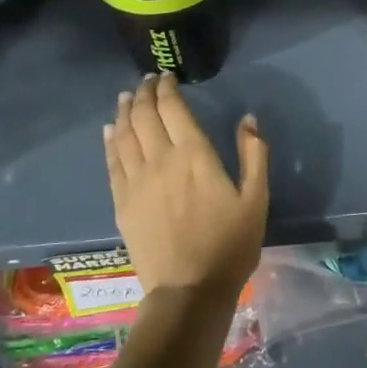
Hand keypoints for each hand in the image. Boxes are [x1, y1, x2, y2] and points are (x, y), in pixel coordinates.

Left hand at [104, 74, 268, 298]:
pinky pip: (112, 162)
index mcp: (194, 156)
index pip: (173, 109)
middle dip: (145, 93)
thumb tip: (248, 118)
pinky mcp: (121, 202)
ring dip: (125, 111)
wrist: (189, 291)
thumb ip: (254, 154)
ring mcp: (136, 182)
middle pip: (145, 116)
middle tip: (146, 81)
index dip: (167, 88)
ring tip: (127, 97)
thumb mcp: (256, 199)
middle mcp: (160, 160)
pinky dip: (110, 141)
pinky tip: (111, 130)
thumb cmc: (230, 245)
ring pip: (124, 135)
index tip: (166, 76)